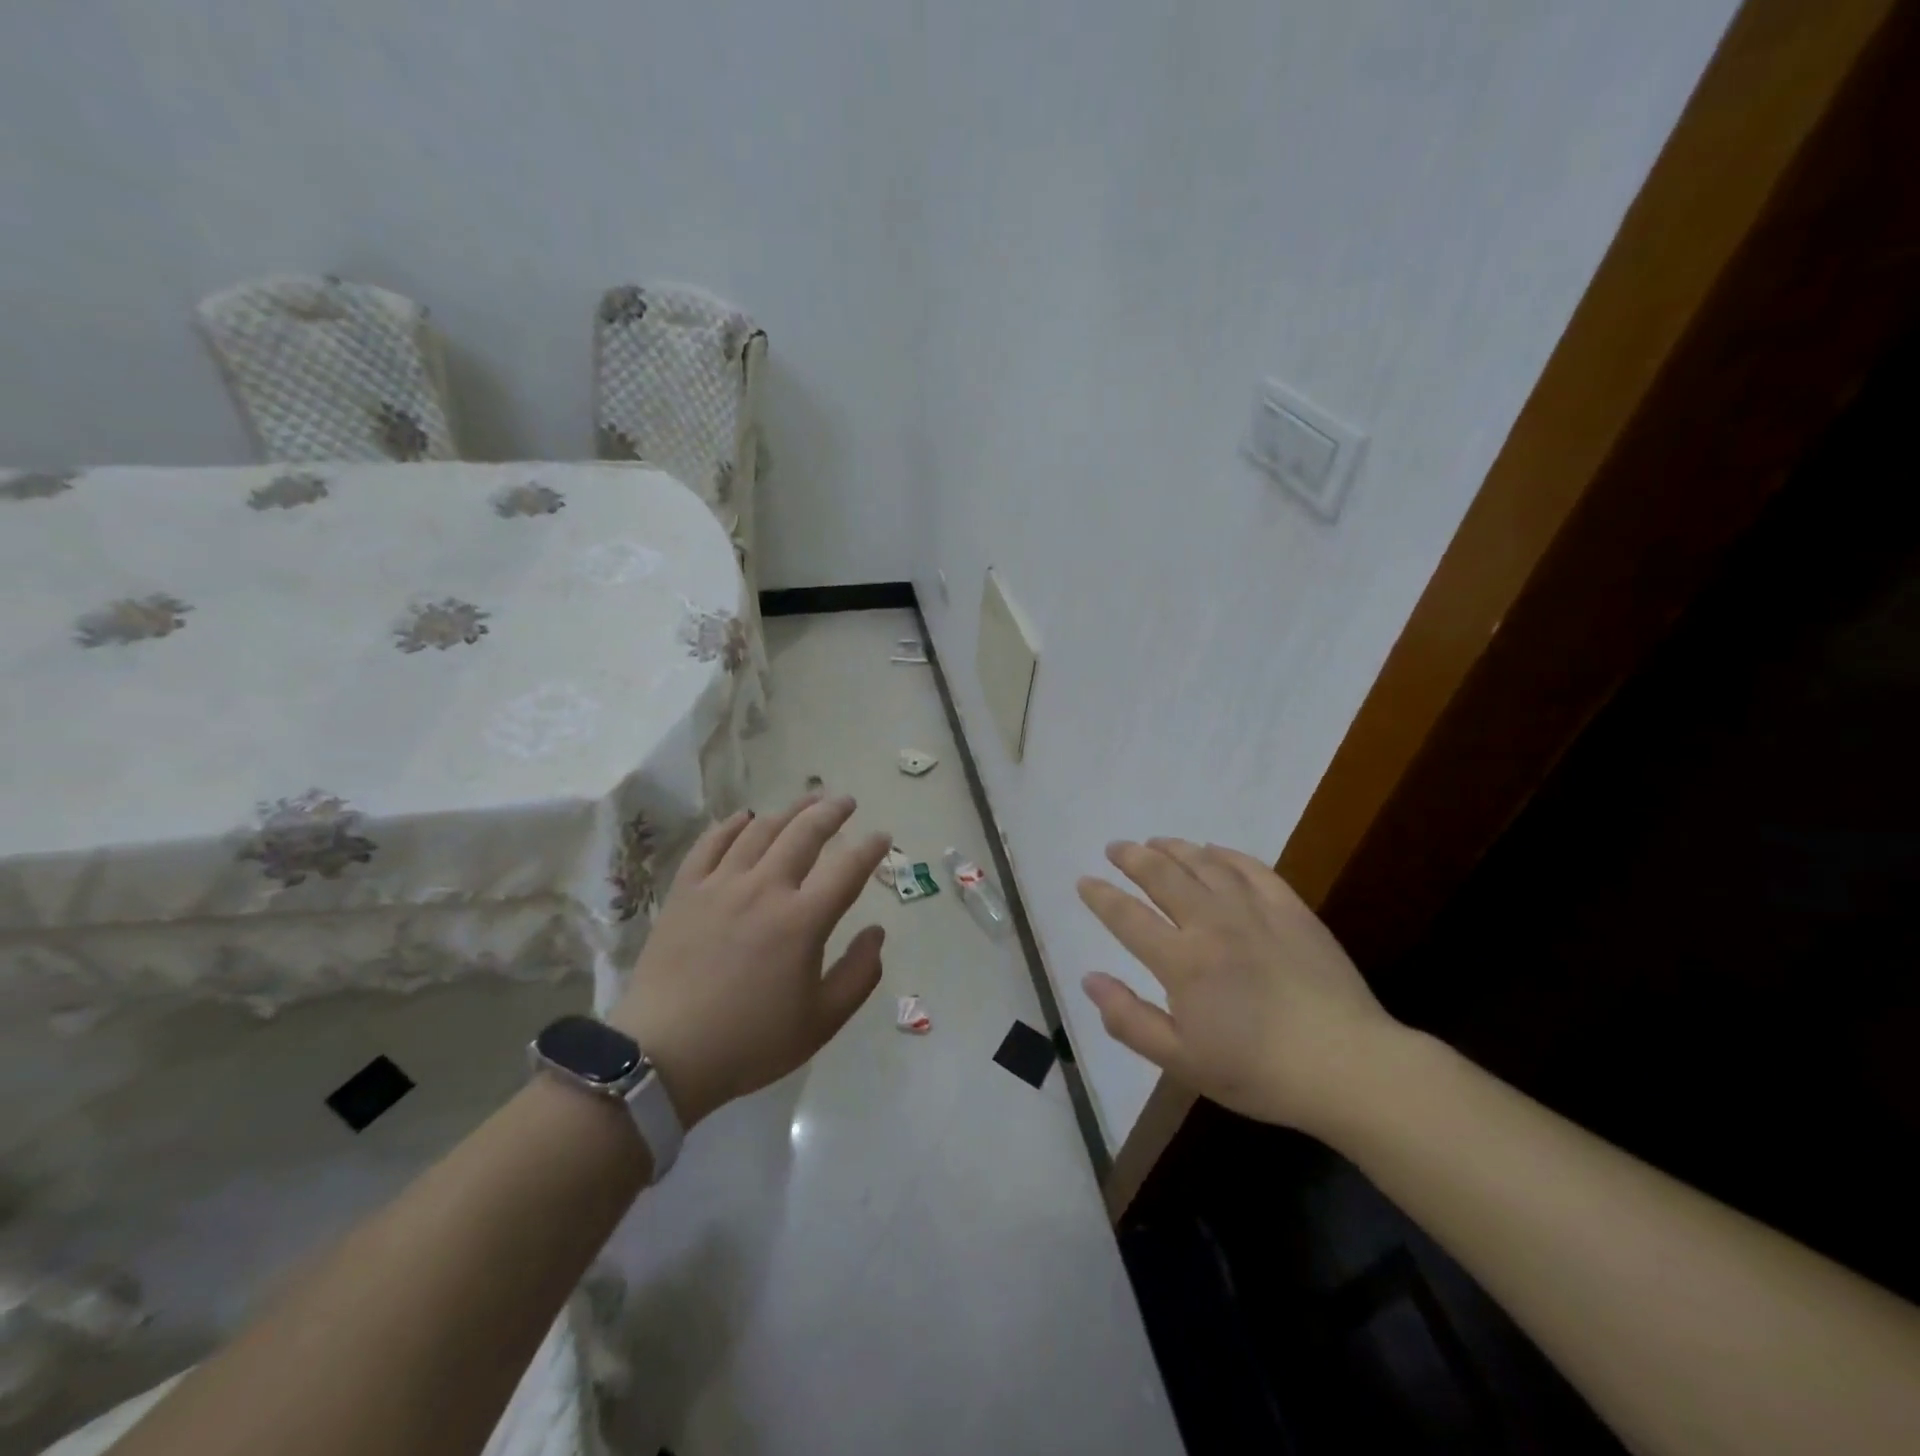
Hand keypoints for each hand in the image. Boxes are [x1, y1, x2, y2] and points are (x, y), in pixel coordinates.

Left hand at [609, 795, 892, 1127]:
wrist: (663, 1055)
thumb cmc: (750, 1042)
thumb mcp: (821, 1022)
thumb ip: (859, 974)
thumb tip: (877, 933)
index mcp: (802, 921)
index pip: (847, 869)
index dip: (870, 848)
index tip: (882, 837)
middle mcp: (765, 889)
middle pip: (804, 834)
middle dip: (831, 812)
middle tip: (845, 801)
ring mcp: (720, 885)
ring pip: (760, 830)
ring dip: (789, 810)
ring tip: (807, 799)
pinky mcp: (685, 891)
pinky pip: (711, 844)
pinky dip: (732, 825)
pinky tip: (745, 818)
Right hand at [1077, 839, 1400, 1134]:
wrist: (1348, 1065)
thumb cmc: (1258, 1071)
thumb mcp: (1182, 1061)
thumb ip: (1129, 1019)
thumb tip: (1089, 979)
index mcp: (1181, 961)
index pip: (1127, 917)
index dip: (1101, 896)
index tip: (1084, 881)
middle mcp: (1211, 923)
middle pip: (1162, 876)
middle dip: (1132, 857)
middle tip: (1116, 847)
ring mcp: (1254, 910)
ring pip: (1203, 864)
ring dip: (1174, 848)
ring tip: (1156, 841)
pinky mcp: (1290, 909)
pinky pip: (1251, 868)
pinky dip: (1226, 854)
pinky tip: (1214, 851)